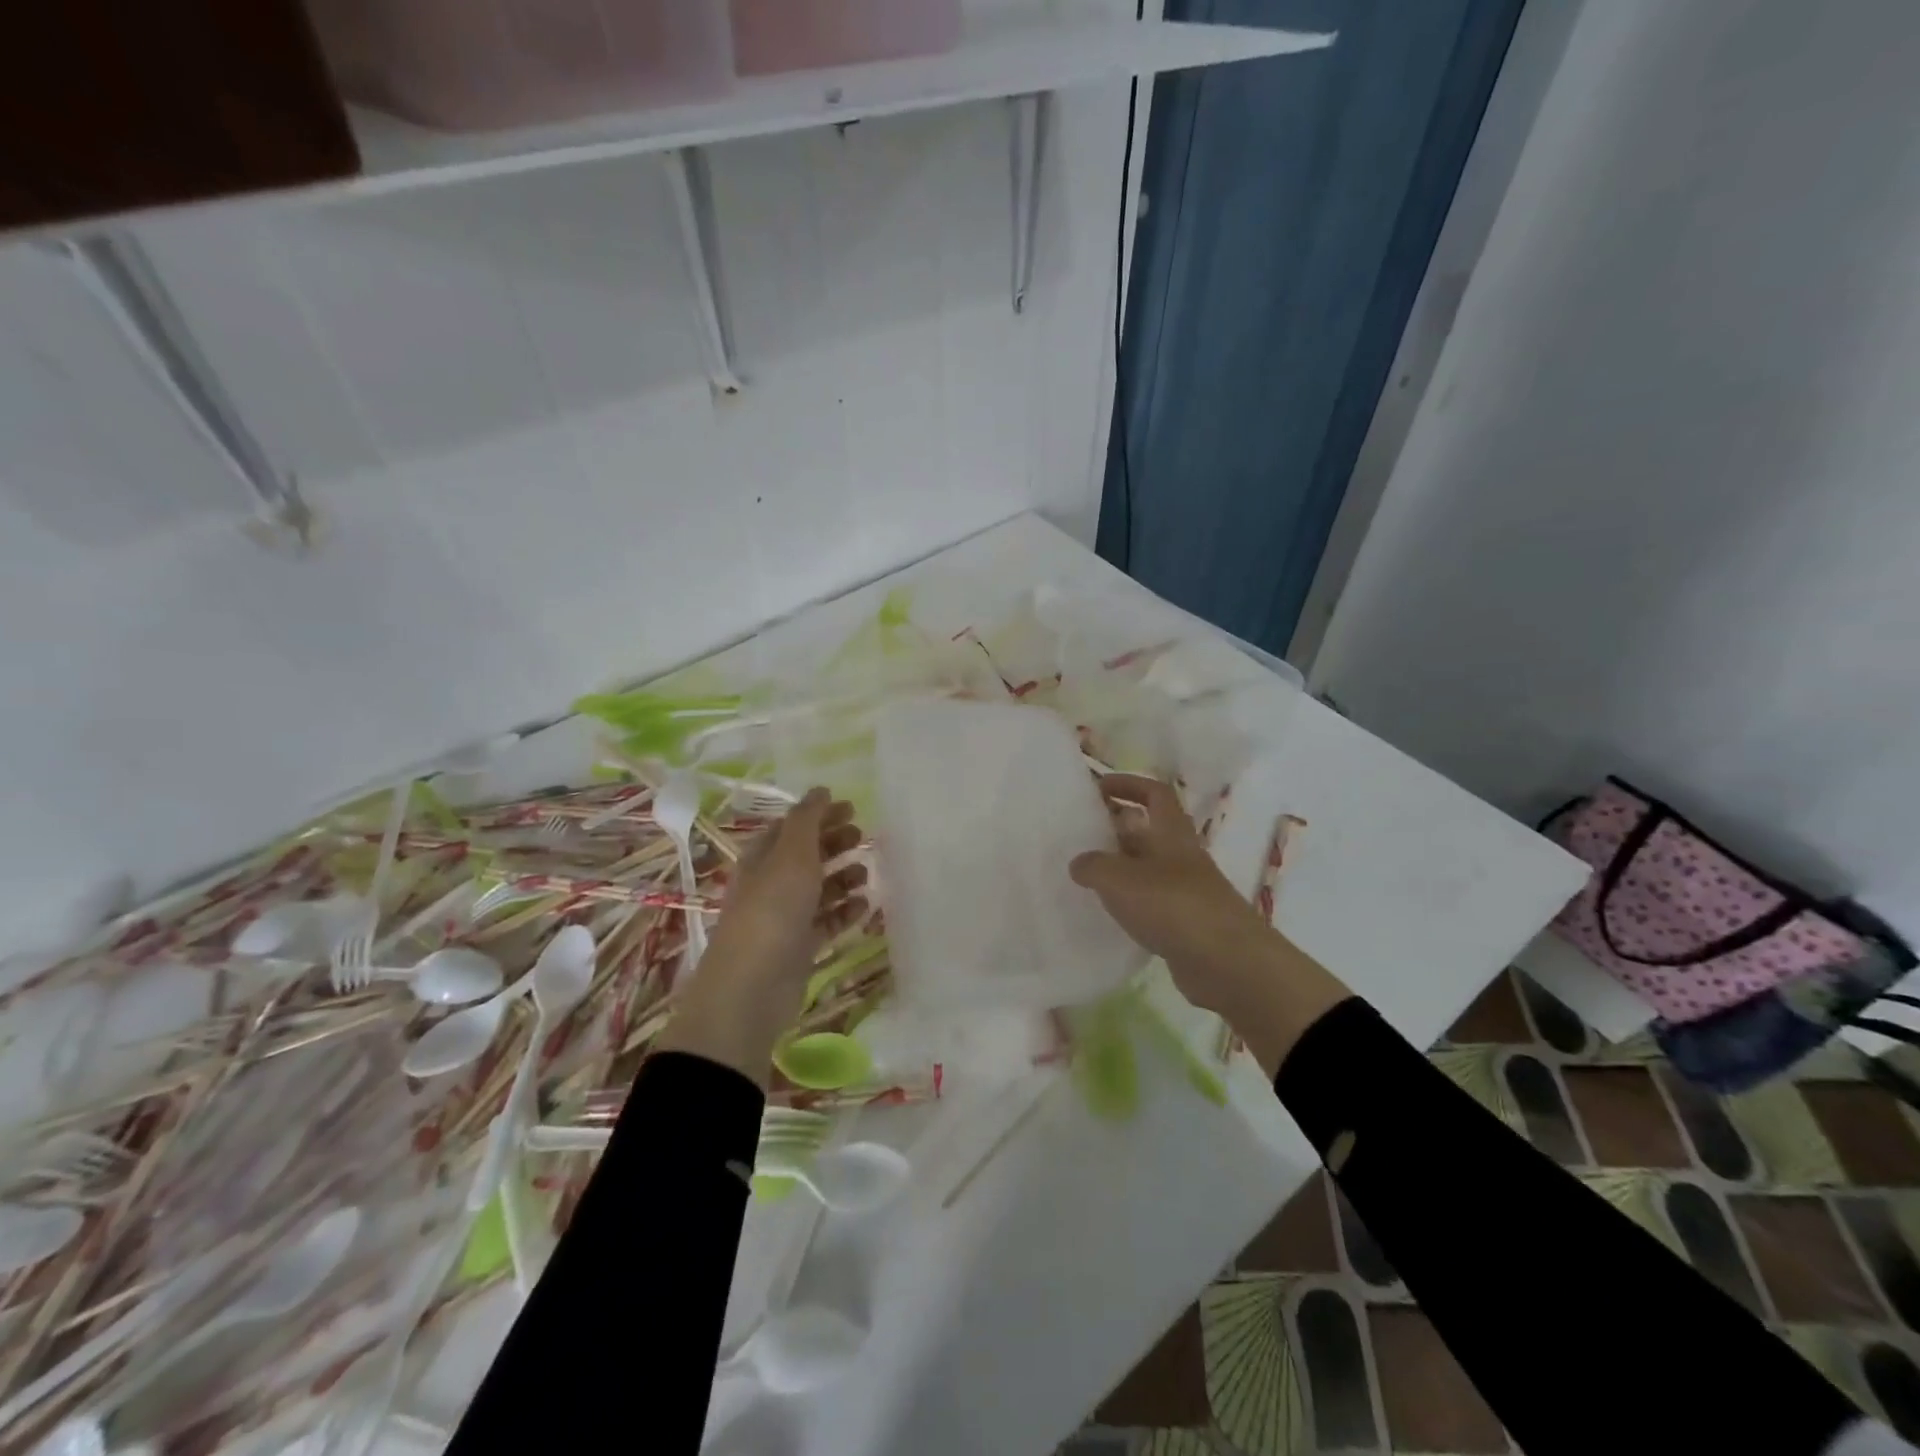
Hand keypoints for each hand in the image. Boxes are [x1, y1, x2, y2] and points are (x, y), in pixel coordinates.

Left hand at [655, 788, 866, 1083]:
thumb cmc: (772, 909)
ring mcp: (785, 918)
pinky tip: (866, 907)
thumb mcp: (792, 855)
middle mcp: (771, 884)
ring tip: (867, 874)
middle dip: (834, 844)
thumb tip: (821, 790)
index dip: (819, 815)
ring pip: (818, 890)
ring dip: (843, 879)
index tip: (853, 808)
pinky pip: (827, 923)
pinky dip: (846, 913)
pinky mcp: (799, 948)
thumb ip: (808, 820)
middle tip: (863, 837)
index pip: (792, 827)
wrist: (752, 986)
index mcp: (763, 858)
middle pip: (806, 856)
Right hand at [1070, 775, 1349, 1073]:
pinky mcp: (1185, 924)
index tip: (1099, 787)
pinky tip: (1108, 912)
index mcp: (1172, 833)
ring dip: (1121, 867)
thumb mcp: (1120, 879)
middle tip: (1082, 834)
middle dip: (1117, 827)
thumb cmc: (1173, 905)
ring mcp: (1186, 891)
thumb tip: (1079, 863)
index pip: (1155, 793)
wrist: (1227, 963)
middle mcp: (1181, 856)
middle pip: (1149, 830)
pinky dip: (1130, 902)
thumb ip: (1094, 866)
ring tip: (1086, 874)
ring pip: (1148, 868)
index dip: (1129, 784)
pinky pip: (1152, 903)